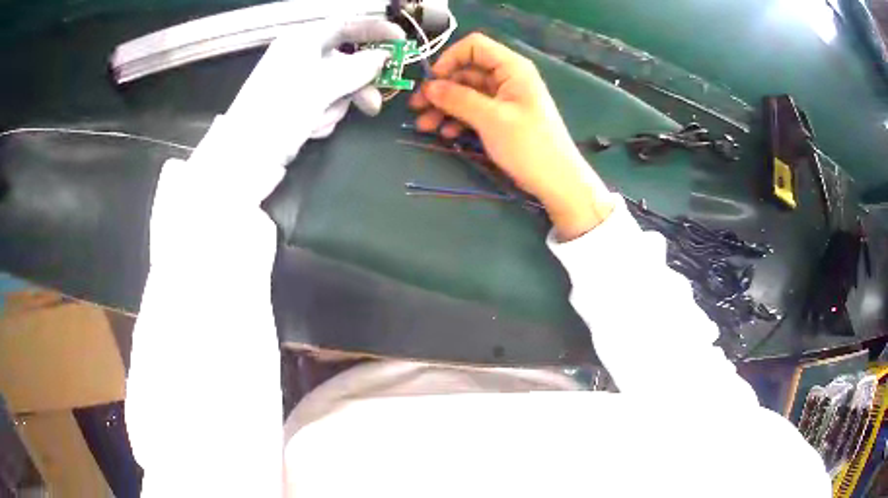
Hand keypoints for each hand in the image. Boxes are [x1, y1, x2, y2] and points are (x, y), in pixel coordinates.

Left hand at [149, 18, 404, 268]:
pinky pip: (326, 106)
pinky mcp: (297, 108)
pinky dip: (323, 119)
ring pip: (338, 87)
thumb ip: (356, 69)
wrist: (243, 159)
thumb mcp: (320, 86)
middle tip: (375, 103)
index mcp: (301, 41)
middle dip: (358, 84)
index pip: (346, 25)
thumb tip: (381, 58)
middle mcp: (300, 58)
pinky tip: (307, 129)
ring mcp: (298, 85)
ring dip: (335, 106)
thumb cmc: (278, 112)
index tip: (402, 43)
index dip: (375, 30)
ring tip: (316, 121)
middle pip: (346, 61)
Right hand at [409, 33, 613, 239]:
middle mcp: (507, 78)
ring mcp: (505, 99)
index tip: (432, 82)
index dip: (449, 59)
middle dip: (441, 89)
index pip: (474, 46)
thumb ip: (458, 99)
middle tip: (417, 108)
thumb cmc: (529, 146)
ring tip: (425, 127)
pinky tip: (446, 135)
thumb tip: (428, 87)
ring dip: (444, 107)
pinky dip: (458, 119)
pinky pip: (475, 110)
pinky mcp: (502, 118)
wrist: (558, 182)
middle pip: (466, 72)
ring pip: (467, 93)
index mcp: (512, 68)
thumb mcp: (491, 119)